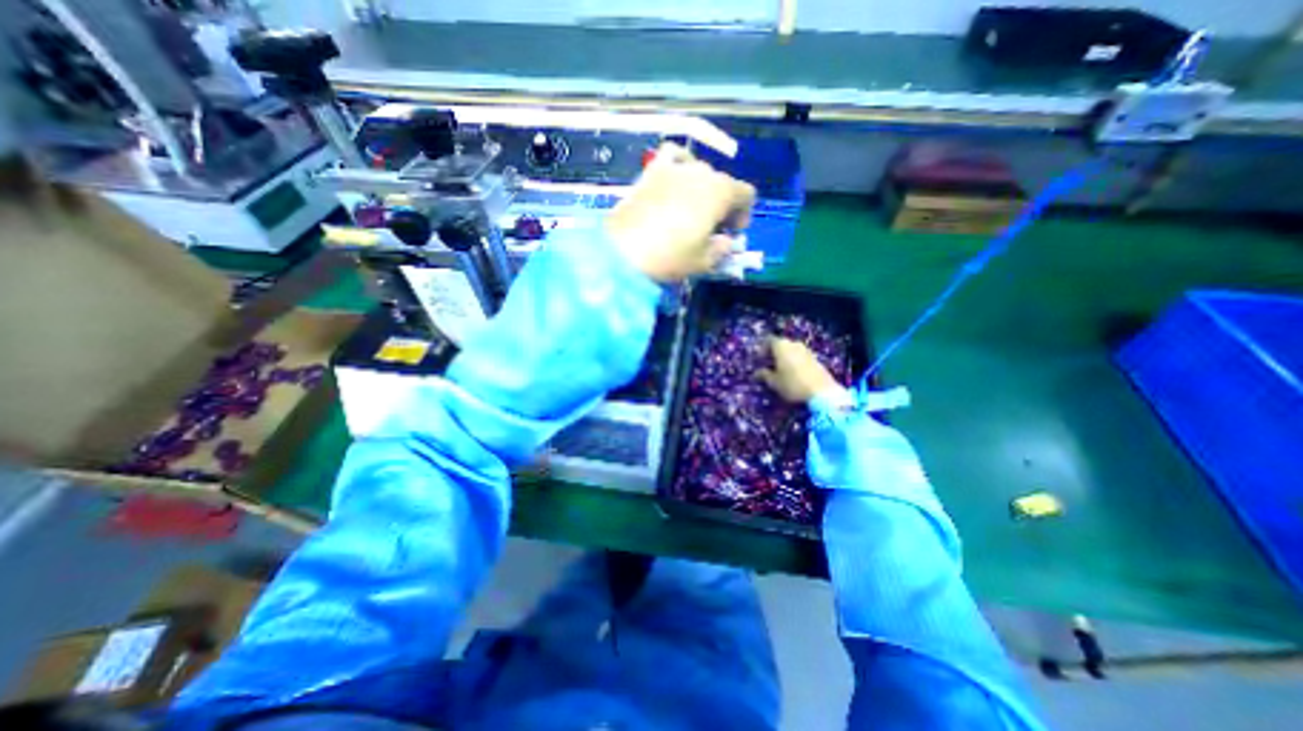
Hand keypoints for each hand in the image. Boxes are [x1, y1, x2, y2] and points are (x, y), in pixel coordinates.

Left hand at [605, 141, 760, 281]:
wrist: (623, 250)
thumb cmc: (670, 256)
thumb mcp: (704, 261)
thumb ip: (722, 249)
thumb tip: (725, 241)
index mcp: (720, 192)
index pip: (746, 194)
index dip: (744, 214)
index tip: (732, 232)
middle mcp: (701, 171)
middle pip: (722, 183)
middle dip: (722, 205)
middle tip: (710, 228)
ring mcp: (674, 168)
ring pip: (699, 172)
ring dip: (702, 190)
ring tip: (690, 211)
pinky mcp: (651, 171)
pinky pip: (672, 158)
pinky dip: (679, 166)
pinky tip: (674, 180)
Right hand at [761, 338, 840, 406]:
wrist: (822, 392)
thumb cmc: (792, 385)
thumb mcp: (774, 382)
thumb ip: (764, 375)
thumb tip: (756, 373)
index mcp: (781, 346)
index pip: (769, 340)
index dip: (762, 349)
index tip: (760, 359)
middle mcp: (794, 344)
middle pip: (781, 344)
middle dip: (774, 353)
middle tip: (769, 365)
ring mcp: (806, 350)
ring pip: (791, 350)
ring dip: (785, 357)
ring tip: (781, 370)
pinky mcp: (815, 358)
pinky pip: (800, 356)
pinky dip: (794, 361)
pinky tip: (793, 373)